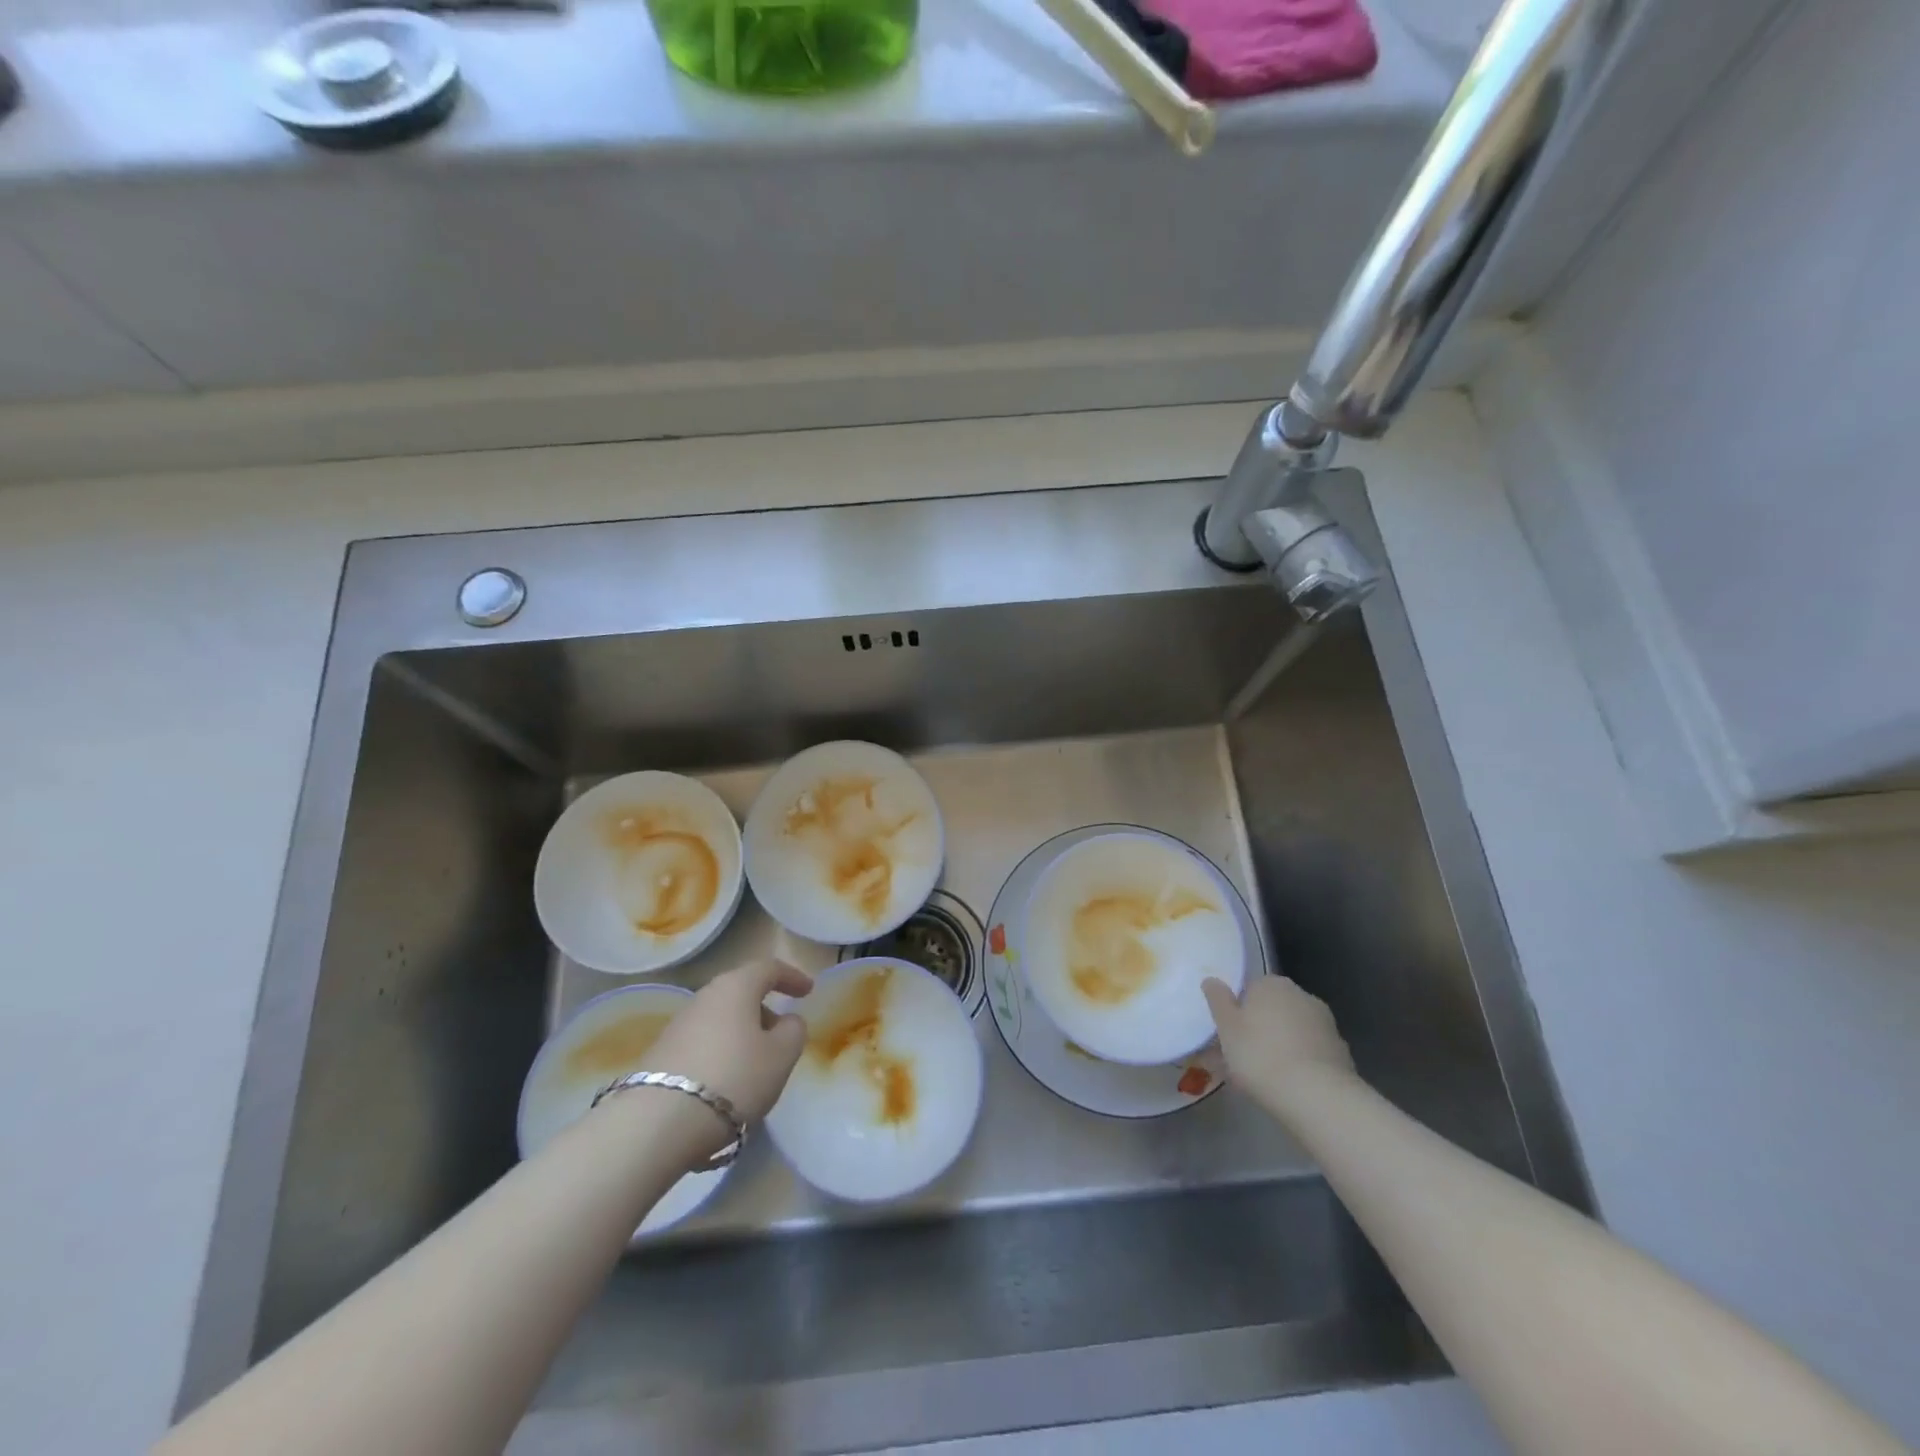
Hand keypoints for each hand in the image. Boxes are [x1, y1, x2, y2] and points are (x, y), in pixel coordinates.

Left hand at [647, 959, 813, 1125]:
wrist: (657, 1124)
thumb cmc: (734, 1078)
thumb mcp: (781, 1056)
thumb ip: (793, 1031)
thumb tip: (786, 1021)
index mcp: (736, 987)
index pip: (769, 968)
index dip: (792, 977)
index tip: (808, 991)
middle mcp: (704, 996)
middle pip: (740, 993)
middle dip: (763, 1009)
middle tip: (782, 1033)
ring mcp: (678, 1025)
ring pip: (720, 1019)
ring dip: (741, 1033)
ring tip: (755, 1064)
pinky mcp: (660, 1054)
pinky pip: (702, 1043)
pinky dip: (720, 1052)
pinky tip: (726, 1082)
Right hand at [1203, 975, 1355, 1112]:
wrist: (1316, 1096)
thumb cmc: (1260, 1054)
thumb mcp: (1226, 1027)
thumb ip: (1217, 1000)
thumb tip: (1211, 980)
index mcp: (1272, 984)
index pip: (1249, 990)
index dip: (1237, 1012)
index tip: (1229, 1036)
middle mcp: (1301, 995)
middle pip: (1272, 1010)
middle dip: (1259, 1028)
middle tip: (1242, 1058)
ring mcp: (1325, 1024)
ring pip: (1292, 1032)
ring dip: (1280, 1046)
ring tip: (1263, 1078)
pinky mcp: (1340, 1052)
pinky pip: (1310, 1053)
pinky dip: (1300, 1063)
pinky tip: (1289, 1086)